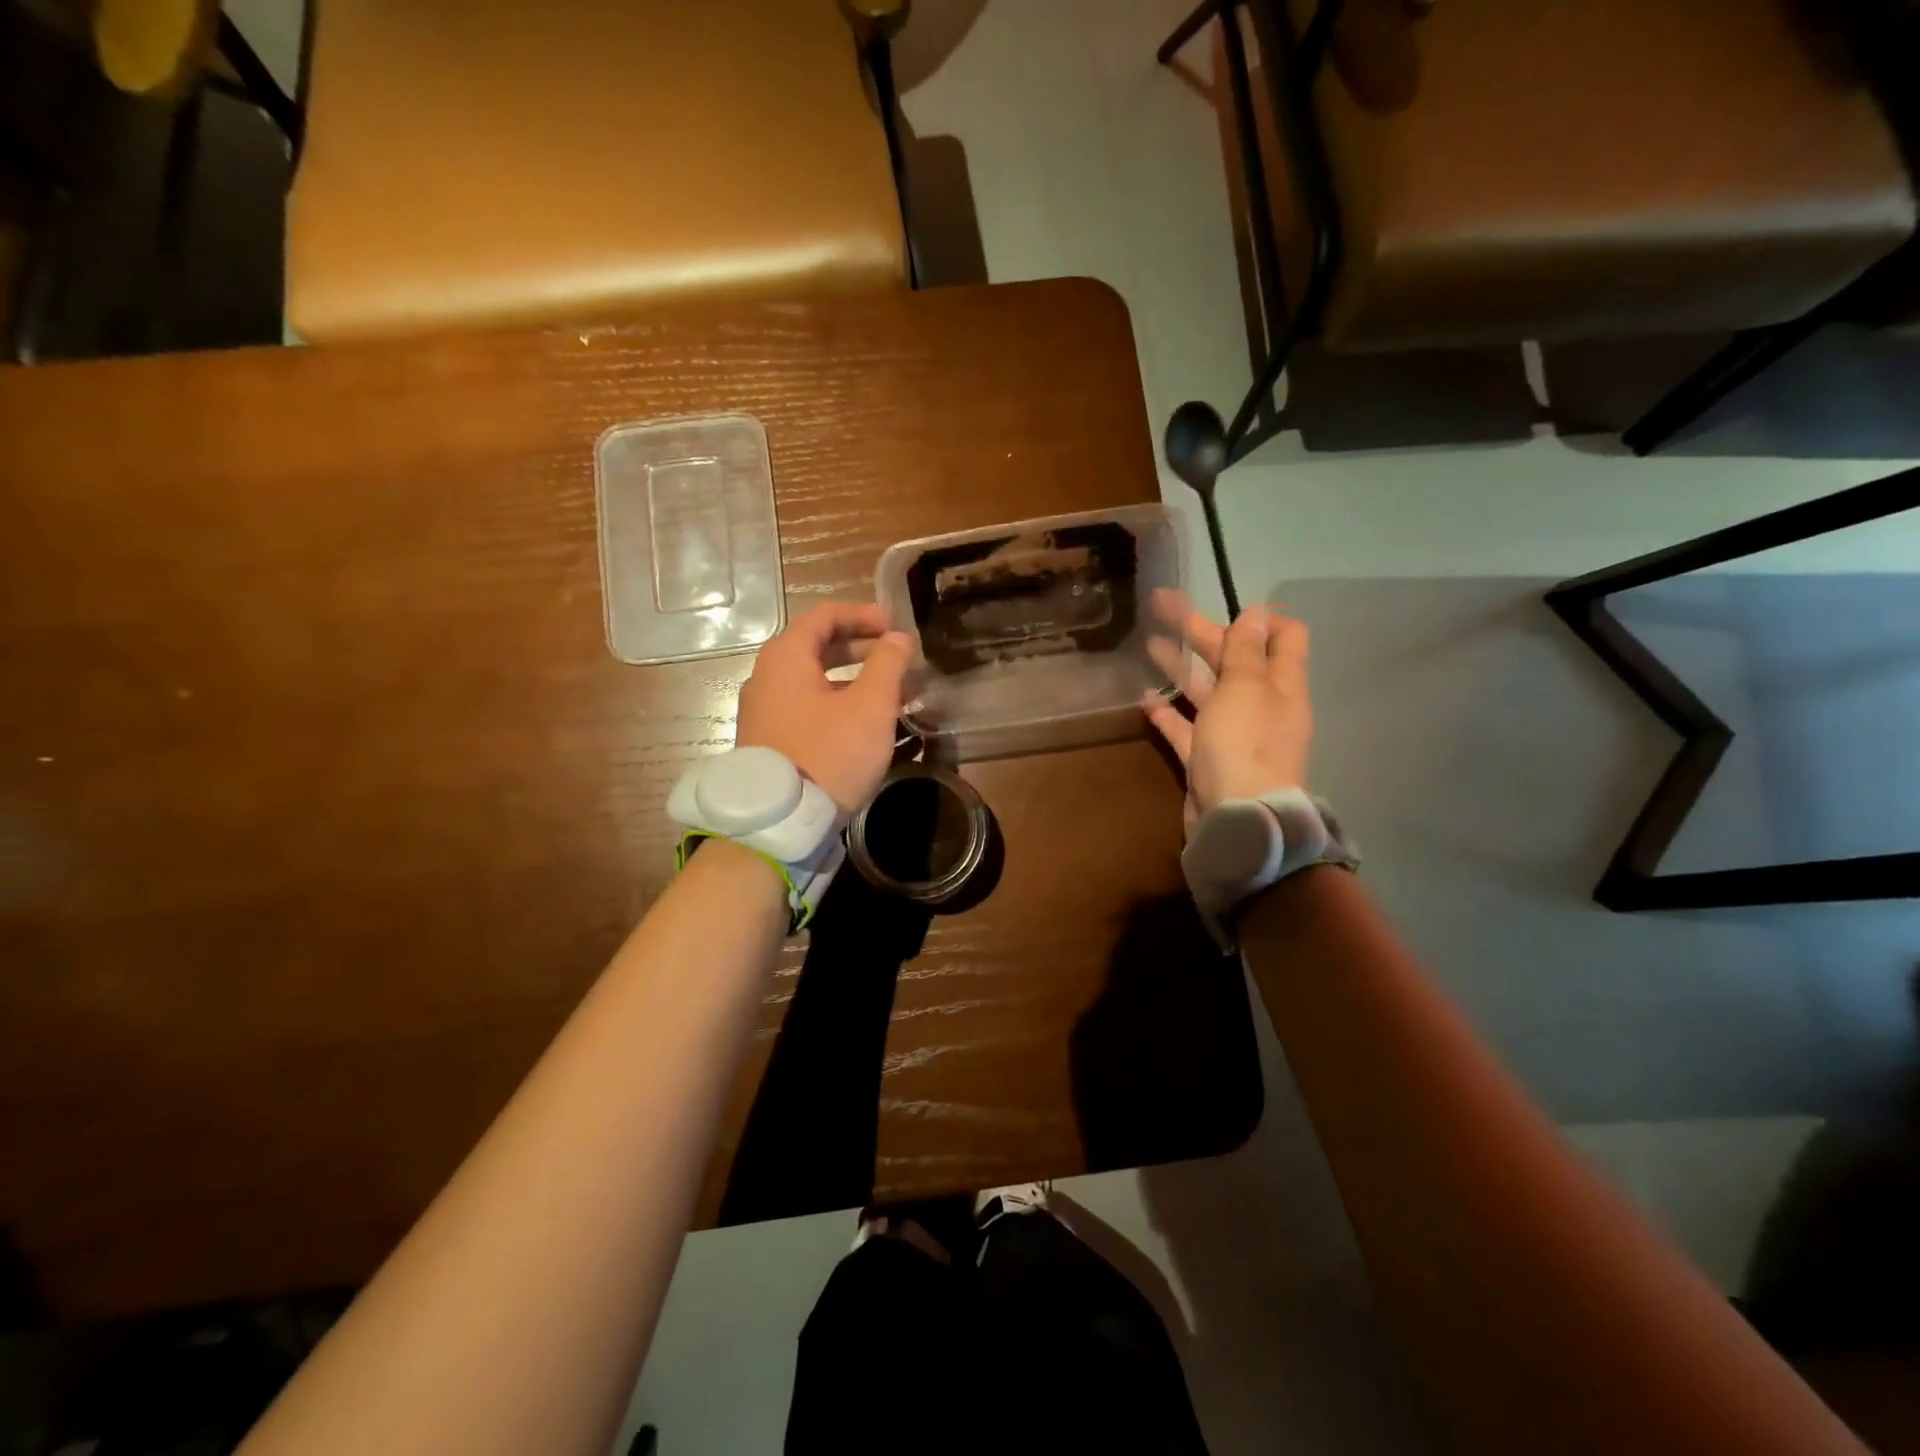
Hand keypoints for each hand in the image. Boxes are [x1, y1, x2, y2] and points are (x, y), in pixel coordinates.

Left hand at [737, 602, 912, 812]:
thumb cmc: (829, 754)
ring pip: (814, 679)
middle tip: (898, 658)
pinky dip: (836, 702)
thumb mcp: (870, 707)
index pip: (825, 616)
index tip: (896, 628)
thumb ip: (888, 664)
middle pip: (817, 646)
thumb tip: (898, 638)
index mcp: (786, 657)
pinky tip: (864, 723)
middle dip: (862, 648)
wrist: (780, 823)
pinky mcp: (768, 739)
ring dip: (853, 679)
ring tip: (890, 693)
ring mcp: (764, 710)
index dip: (864, 616)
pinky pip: (806, 705)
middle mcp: (767, 676)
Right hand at [1145, 601, 1312, 830]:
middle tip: (1161, 607)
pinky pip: (1187, 728)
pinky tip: (1146, 699)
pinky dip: (1169, 713)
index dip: (1259, 618)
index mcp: (1281, 683)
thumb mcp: (1246, 686)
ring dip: (1181, 666)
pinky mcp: (1208, 759)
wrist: (1239, 819)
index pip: (1284, 636)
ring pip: (1207, 691)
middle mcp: (1261, 705)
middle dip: (1201, 632)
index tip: (1225, 605)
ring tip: (1149, 644)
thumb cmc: (1245, 743)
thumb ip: (1246, 649)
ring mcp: (1234, 734)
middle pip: (1233, 659)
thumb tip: (1257, 612)